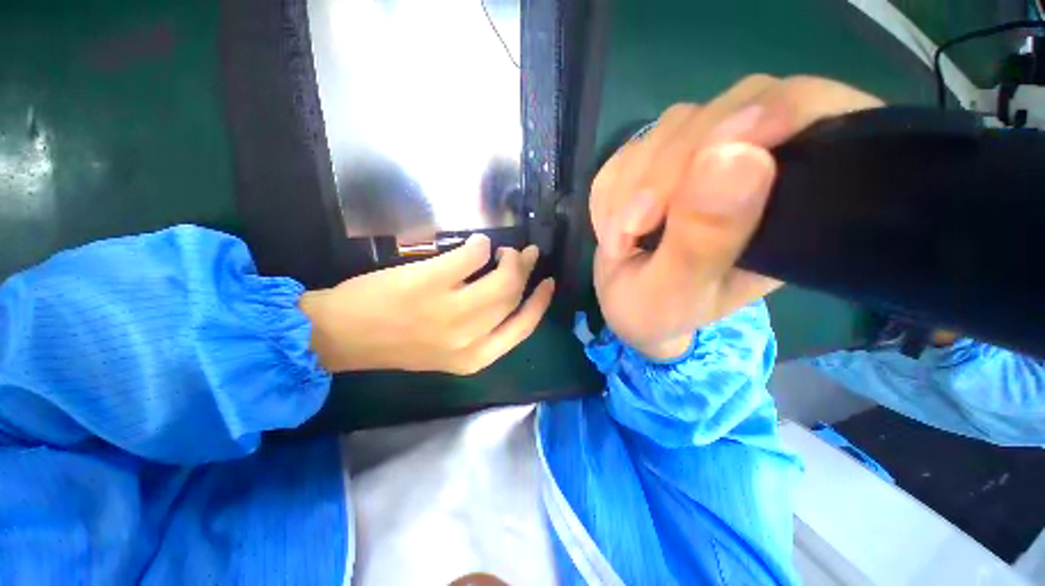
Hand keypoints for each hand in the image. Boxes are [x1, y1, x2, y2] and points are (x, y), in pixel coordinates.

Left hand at [300, 235, 553, 374]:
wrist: (343, 336)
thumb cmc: (398, 343)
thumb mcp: (449, 350)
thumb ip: (481, 329)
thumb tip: (507, 292)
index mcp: (475, 357)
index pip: (523, 327)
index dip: (540, 302)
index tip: (548, 282)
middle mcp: (468, 338)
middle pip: (513, 297)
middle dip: (525, 271)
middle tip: (525, 255)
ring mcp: (449, 311)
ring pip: (501, 279)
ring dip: (510, 258)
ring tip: (505, 250)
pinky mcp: (430, 283)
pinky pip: (471, 257)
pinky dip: (481, 246)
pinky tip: (479, 244)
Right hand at [590, 75, 883, 359]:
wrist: (624, 305)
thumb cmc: (657, 311)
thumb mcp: (677, 292)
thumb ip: (703, 240)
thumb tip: (734, 157)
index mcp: (790, 203)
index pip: (805, 113)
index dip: (765, 115)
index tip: (710, 156)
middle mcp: (754, 166)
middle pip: (726, 112)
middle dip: (666, 170)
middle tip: (634, 227)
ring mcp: (701, 158)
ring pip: (671, 128)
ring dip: (630, 186)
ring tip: (619, 239)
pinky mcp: (658, 160)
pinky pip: (629, 151)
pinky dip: (610, 191)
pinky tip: (612, 228)